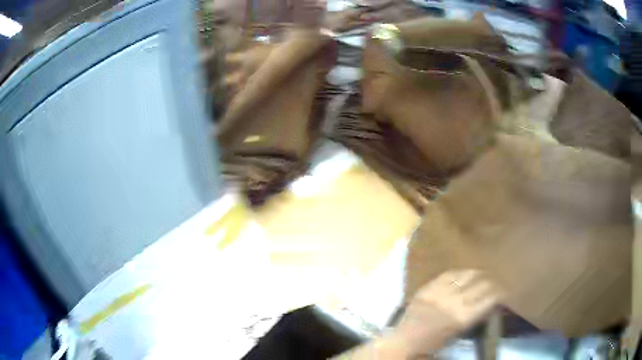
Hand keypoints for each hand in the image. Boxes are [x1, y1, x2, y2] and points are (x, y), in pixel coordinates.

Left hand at [394, 270, 501, 356]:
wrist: (404, 341)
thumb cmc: (434, 342)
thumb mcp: (459, 331)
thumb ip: (474, 315)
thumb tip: (489, 303)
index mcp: (464, 317)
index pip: (491, 298)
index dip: (501, 293)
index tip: (505, 292)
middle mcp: (456, 301)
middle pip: (482, 284)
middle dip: (493, 282)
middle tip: (496, 283)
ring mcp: (442, 292)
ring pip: (468, 274)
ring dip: (479, 274)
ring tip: (483, 275)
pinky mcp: (429, 286)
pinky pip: (449, 274)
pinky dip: (460, 272)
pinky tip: (464, 273)